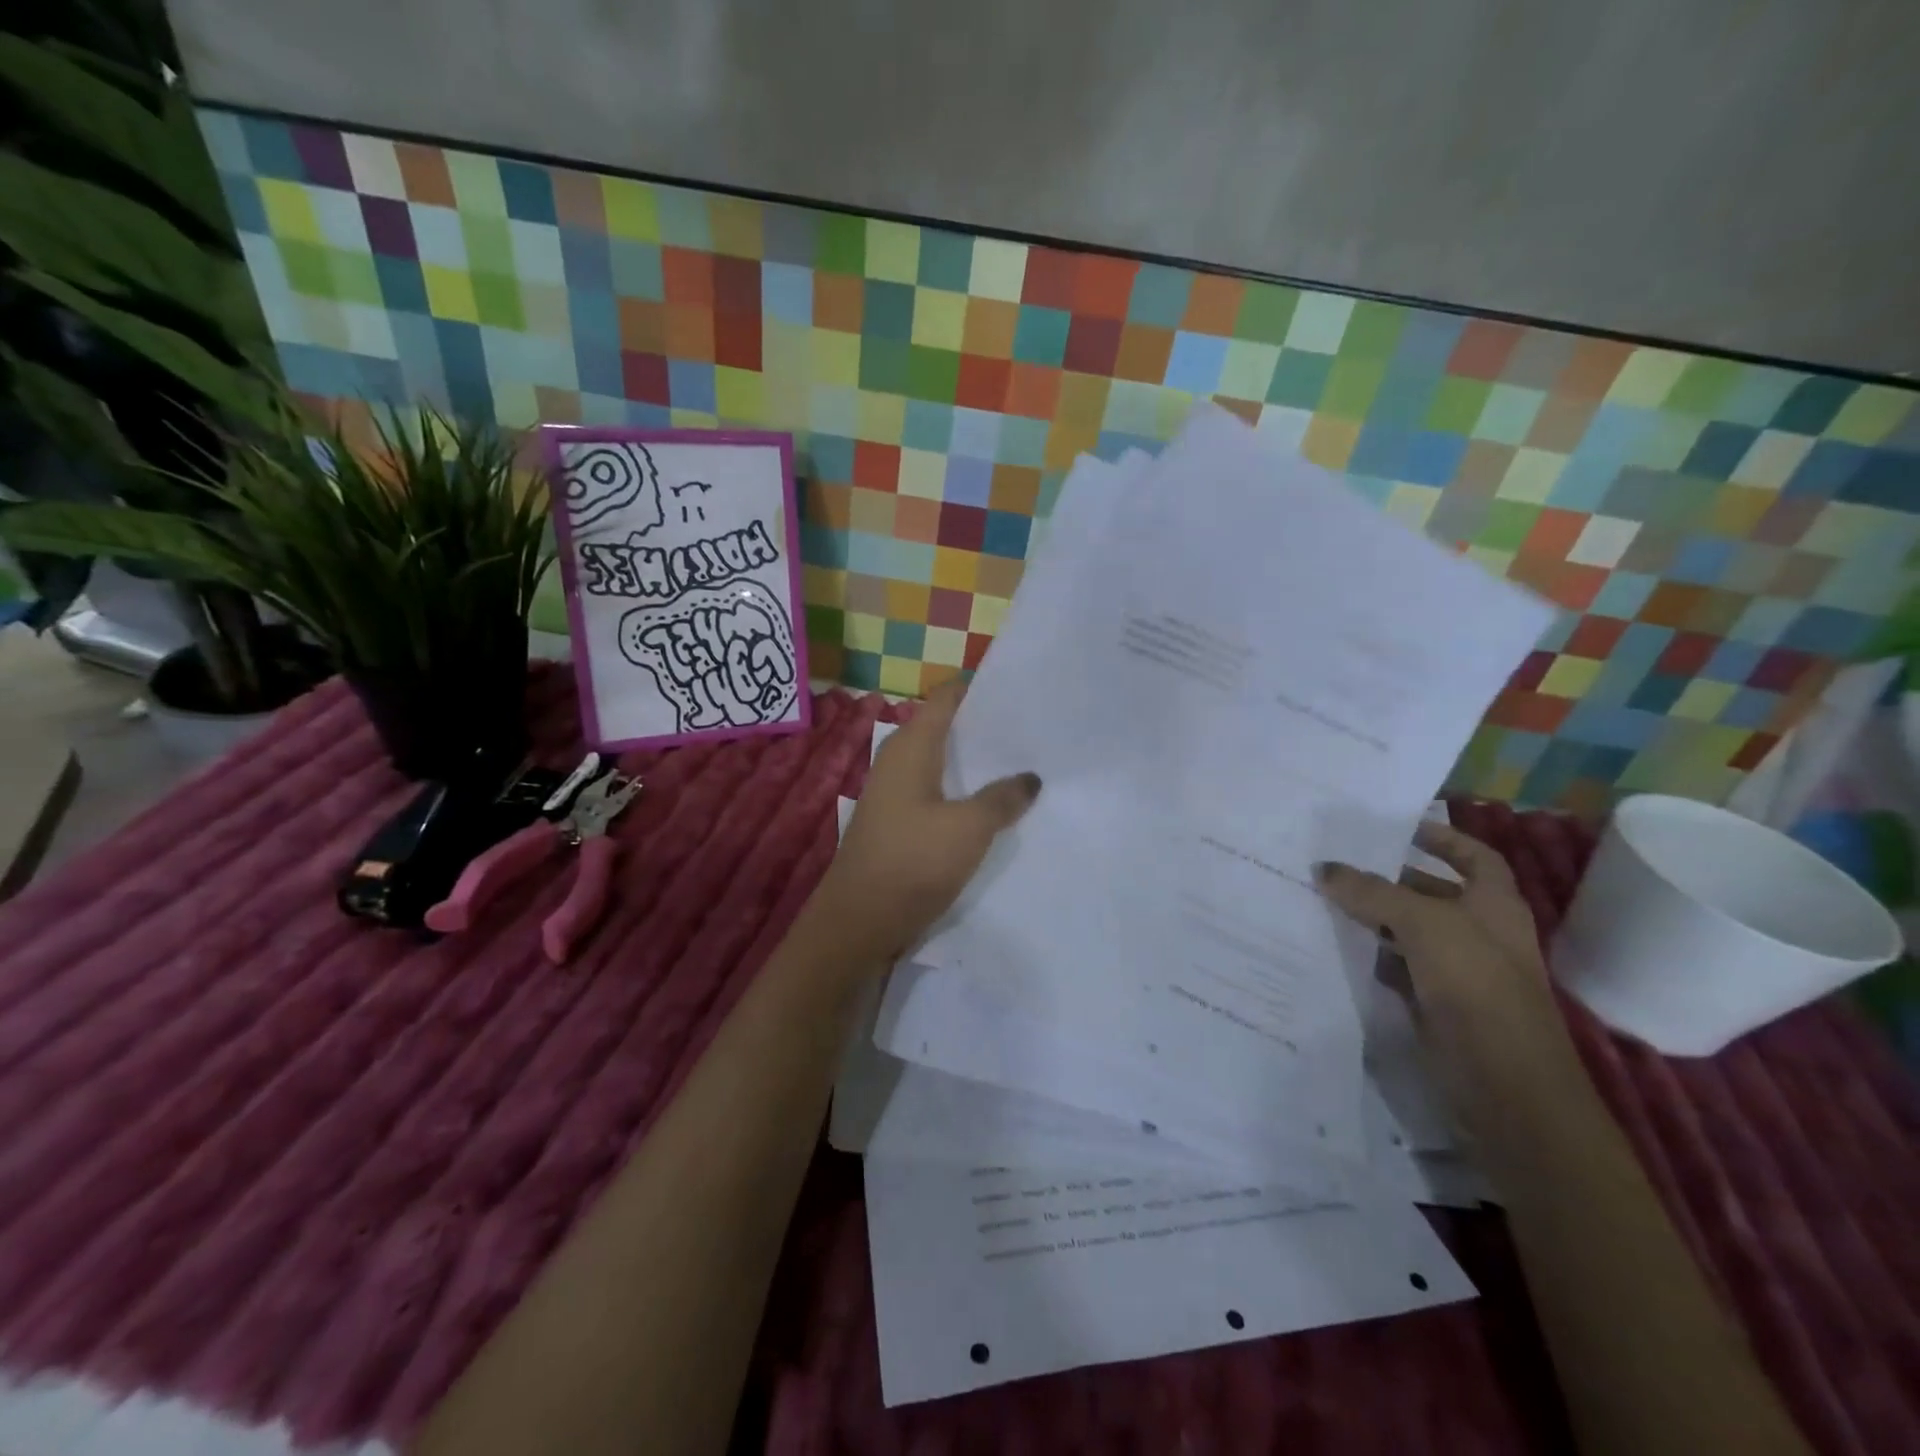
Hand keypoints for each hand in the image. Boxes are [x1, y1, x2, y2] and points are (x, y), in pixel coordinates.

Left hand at [815, 681, 1040, 961]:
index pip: (947, 696)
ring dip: (976, 764)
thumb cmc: (911, 862)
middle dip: (986, 728)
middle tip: (1032, 732)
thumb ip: (1003, 798)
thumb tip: (1030, 777)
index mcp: (910, 745)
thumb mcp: (969, 828)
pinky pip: (936, 792)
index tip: (1021, 693)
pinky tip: (991, 806)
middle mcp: (898, 759)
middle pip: (946, 727)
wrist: (858, 922)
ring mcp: (894, 792)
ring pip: (942, 762)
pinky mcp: (897, 821)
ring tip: (1021, 765)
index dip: (982, 689)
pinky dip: (962, 791)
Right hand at [1315, 822, 1579, 1125]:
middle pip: (1432, 893)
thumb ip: (1371, 892)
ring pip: (1409, 931)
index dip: (1442, 838)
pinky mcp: (1436, 1004)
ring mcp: (1459, 971)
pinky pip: (1397, 967)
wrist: (1506, 1086)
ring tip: (1323, 898)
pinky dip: (1370, 955)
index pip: (1473, 856)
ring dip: (1372, 917)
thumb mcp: (1422, 924)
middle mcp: (1480, 933)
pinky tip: (1336, 945)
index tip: (1397, 828)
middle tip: (1338, 862)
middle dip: (1389, 877)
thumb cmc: (1476, 986)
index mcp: (1495, 905)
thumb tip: (1324, 868)